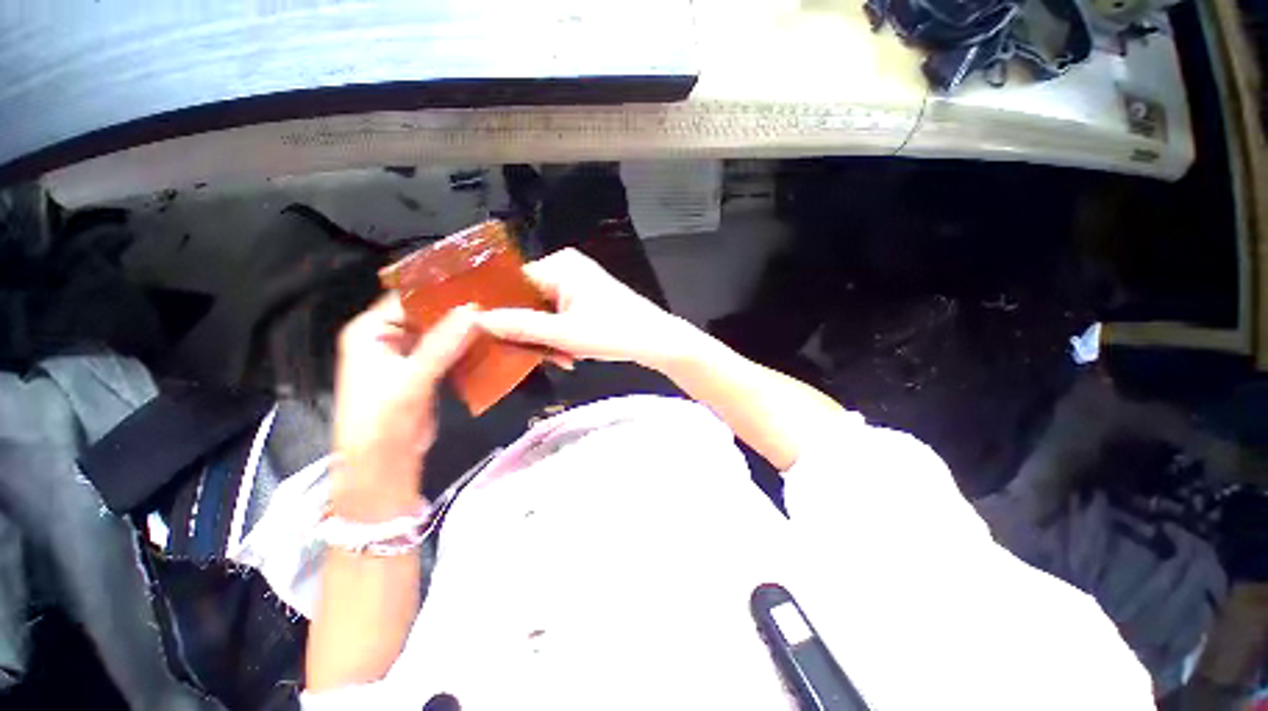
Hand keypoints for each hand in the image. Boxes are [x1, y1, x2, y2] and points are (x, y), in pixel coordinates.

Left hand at [332, 294, 478, 518]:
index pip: (409, 298)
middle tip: (496, 299)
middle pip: (428, 314)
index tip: (478, 282)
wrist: (382, 465)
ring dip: (466, 328)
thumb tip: (476, 311)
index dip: (441, 289)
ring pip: (442, 332)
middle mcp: (388, 337)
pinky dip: (467, 346)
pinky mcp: (426, 371)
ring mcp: (409, 355)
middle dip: (459, 309)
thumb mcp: (411, 379)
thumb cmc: (382, 420)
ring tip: (500, 315)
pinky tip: (491, 340)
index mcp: (371, 330)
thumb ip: (442, 344)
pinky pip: (449, 350)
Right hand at [476, 249, 702, 371]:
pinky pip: (560, 315)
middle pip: (527, 300)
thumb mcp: (564, 334)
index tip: (492, 338)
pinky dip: (562, 336)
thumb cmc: (614, 333)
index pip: (511, 283)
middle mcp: (565, 268)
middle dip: (532, 332)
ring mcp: (577, 283)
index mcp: (559, 265)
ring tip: (564, 359)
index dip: (500, 311)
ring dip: (548, 339)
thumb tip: (477, 320)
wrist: (656, 340)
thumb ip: (521, 326)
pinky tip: (572, 354)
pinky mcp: (586, 297)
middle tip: (540, 357)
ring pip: (543, 312)